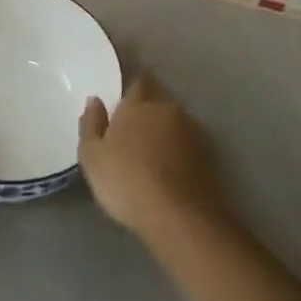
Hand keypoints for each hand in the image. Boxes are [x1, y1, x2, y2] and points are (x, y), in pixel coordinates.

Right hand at [78, 76, 227, 240]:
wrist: (180, 217)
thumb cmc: (127, 182)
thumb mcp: (92, 157)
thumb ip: (91, 124)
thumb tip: (94, 100)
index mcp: (138, 104)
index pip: (138, 83)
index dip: (131, 92)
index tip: (123, 106)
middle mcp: (168, 110)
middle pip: (159, 101)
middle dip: (149, 111)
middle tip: (135, 132)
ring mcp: (193, 132)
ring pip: (176, 123)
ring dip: (166, 132)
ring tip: (154, 155)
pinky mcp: (210, 156)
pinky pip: (190, 145)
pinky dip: (181, 152)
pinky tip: (172, 171)